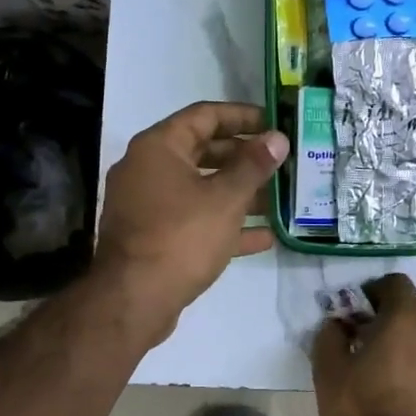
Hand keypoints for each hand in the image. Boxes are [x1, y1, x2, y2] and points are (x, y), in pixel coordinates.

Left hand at [93, 101, 287, 338]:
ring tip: (280, 198)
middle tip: (281, 162)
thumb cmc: (181, 237)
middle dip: (244, 158)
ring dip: (240, 193)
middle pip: (203, 152)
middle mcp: (148, 169)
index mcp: (159, 147)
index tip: (275, 123)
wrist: (133, 300)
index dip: (243, 116)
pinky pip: (194, 220)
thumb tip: (278, 138)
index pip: (205, 115)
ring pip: (201, 189)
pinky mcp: (154, 237)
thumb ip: (254, 166)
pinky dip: (225, 224)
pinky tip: (264, 237)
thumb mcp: (226, 198)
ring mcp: (149, 205)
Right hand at [312, 274, 415, 415]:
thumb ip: (330, 338)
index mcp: (405, 321)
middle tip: (394, 318)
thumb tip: (336, 324)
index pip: (399, 284)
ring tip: (396, 353)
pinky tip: (405, 379)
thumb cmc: (362, 411)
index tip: (362, 306)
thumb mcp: (329, 372)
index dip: (379, 288)